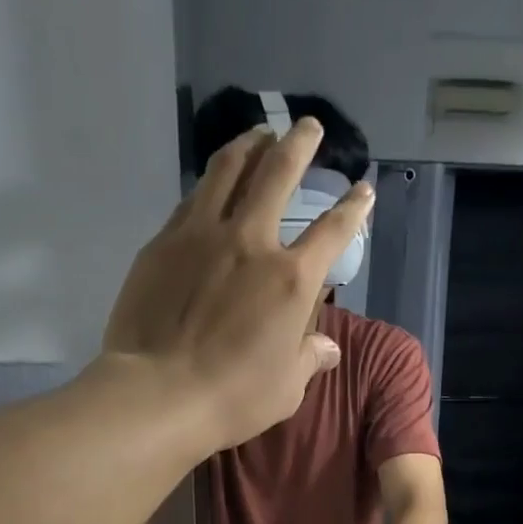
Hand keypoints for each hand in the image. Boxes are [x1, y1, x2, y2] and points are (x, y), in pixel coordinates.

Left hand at [100, 121, 372, 451]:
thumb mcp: (287, 388)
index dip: (352, 208)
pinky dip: (211, 182)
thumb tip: (327, 348)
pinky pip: (193, 198)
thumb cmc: (234, 397)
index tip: (363, 189)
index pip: (332, 232)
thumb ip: (308, 358)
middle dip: (299, 144)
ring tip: (259, 133)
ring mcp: (202, 235)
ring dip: (249, 145)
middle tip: (308, 126)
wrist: (159, 392)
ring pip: (229, 170)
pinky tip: (213, 181)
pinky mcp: (164, 241)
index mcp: (291, 280)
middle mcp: (251, 242)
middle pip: (279, 174)